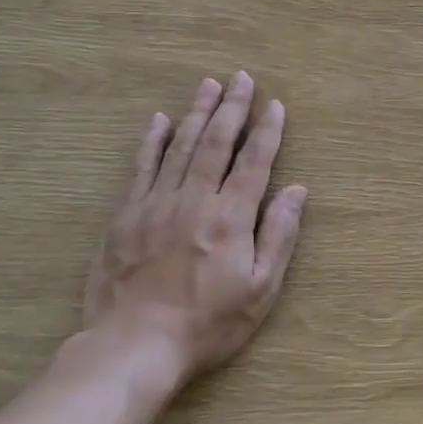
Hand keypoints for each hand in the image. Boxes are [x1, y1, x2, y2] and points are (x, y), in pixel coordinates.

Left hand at [73, 72, 305, 401]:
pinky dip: (151, 142)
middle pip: (216, 144)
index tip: (275, 104)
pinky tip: (158, 120)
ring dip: (196, 113)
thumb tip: (296, 190)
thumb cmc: (209, 323)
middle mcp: (194, 200)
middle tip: (241, 78)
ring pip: (179, 147)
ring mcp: (155, 205)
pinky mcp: (126, 216)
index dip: (267, 131)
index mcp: (230, 218)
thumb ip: (279, 236)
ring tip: (208, 85)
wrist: (135, 346)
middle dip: (232, 108)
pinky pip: (141, 168)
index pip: (254, 162)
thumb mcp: (261, 289)